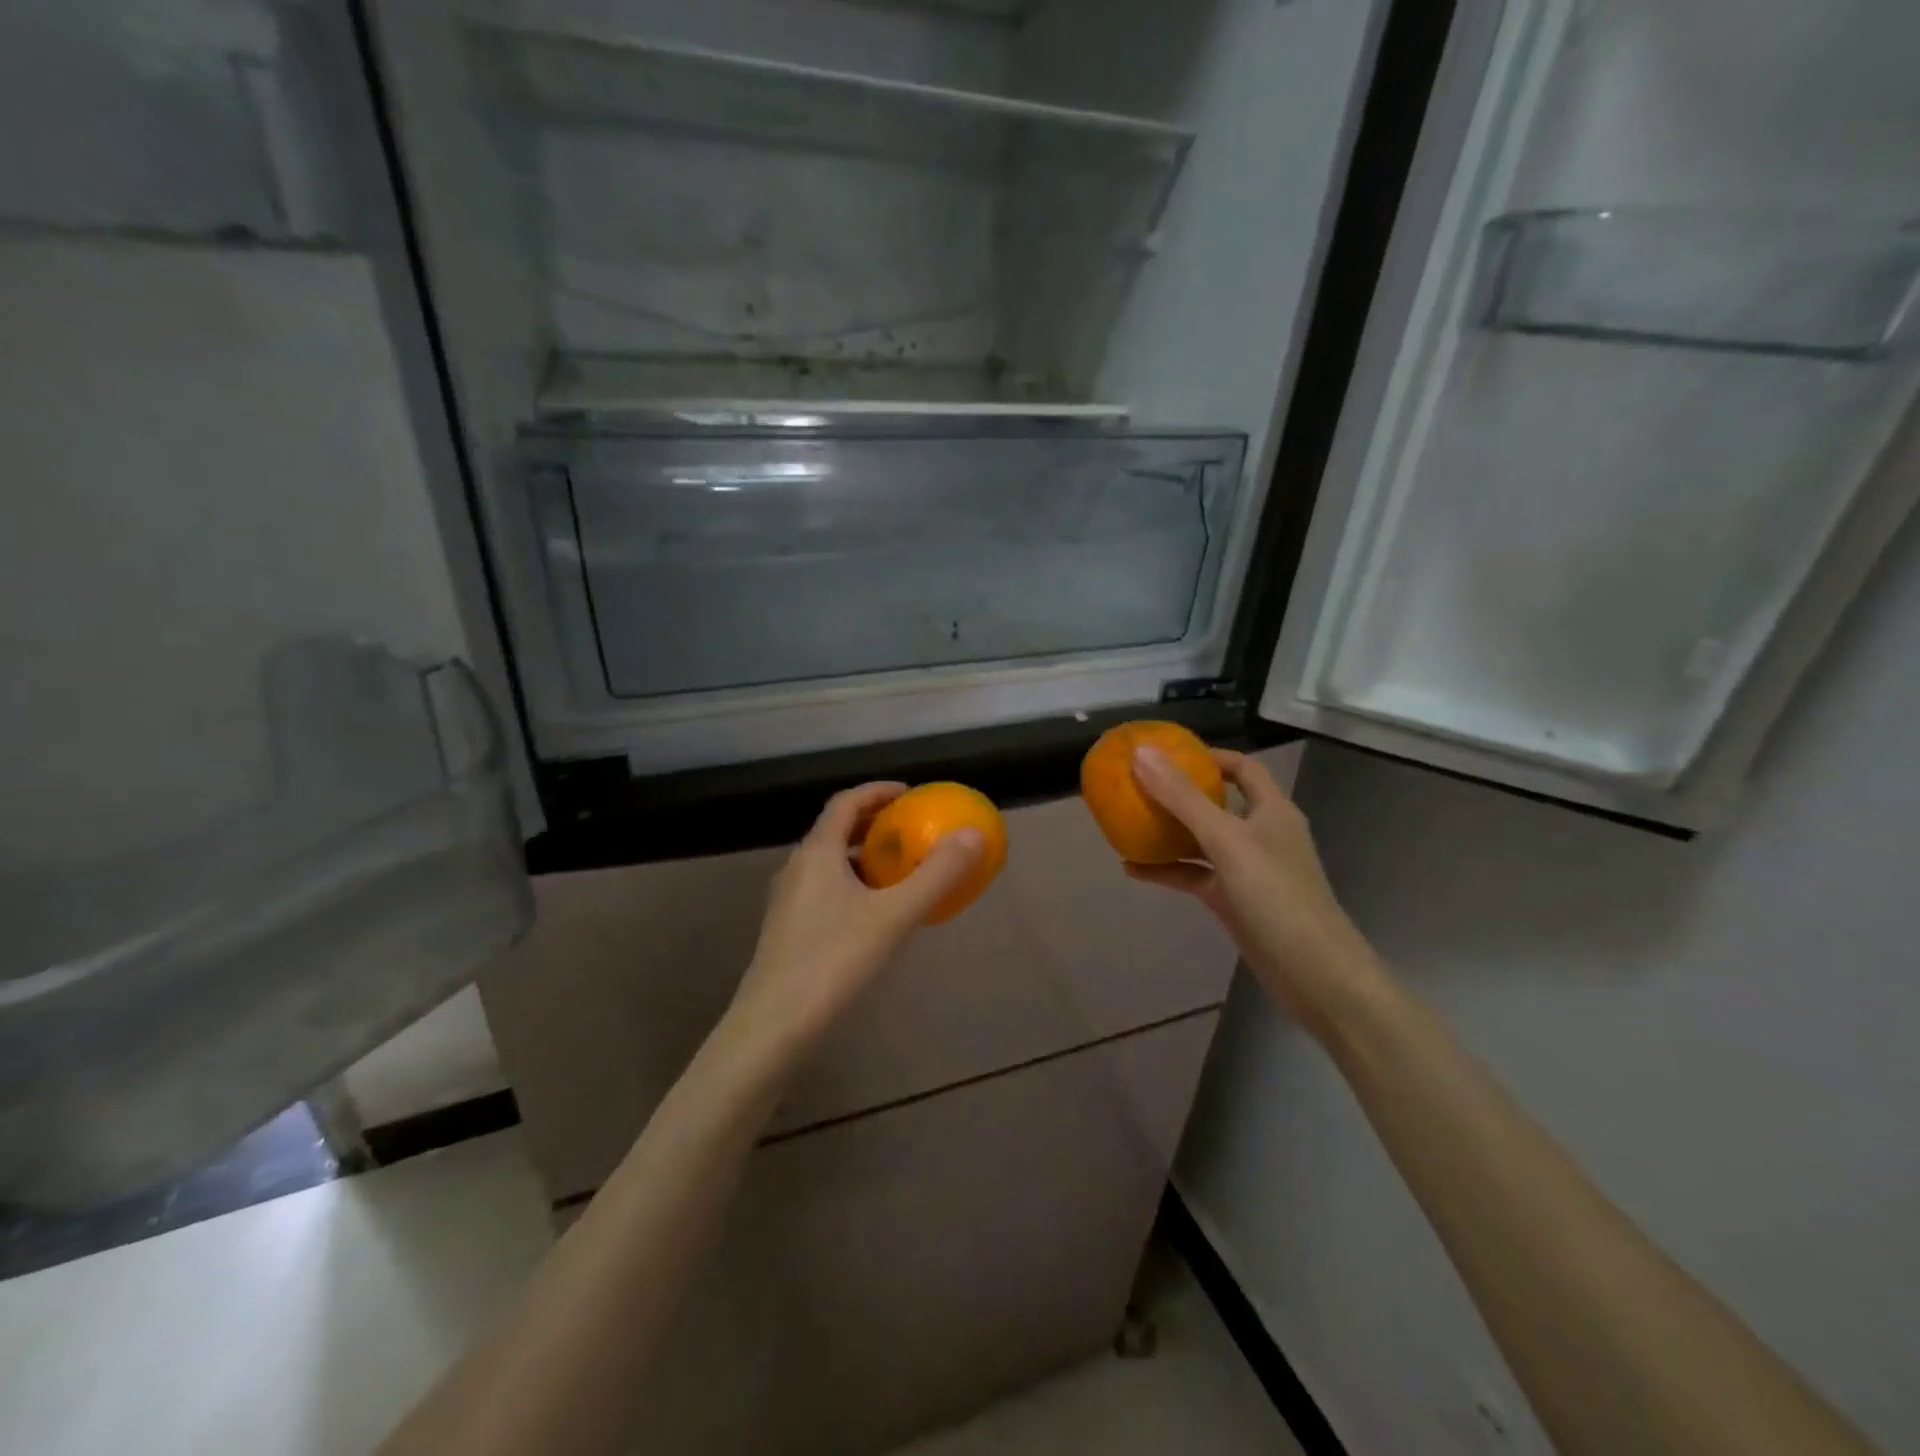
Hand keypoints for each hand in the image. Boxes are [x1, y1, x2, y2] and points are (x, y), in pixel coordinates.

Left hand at [719, 783, 984, 1075]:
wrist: (772, 1029)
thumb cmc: (834, 962)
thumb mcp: (894, 917)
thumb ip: (936, 875)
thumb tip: (972, 835)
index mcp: (817, 853)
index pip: (846, 802)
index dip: (878, 791)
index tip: (911, 794)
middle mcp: (797, 868)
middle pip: (836, 830)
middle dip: (874, 824)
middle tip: (911, 830)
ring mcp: (787, 901)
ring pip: (829, 863)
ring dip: (863, 857)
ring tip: (899, 871)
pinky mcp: (787, 931)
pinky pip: (825, 890)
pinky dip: (853, 885)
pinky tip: (875, 915)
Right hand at [1125, 749, 1387, 1041]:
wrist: (1315, 975)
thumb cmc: (1276, 897)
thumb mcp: (1227, 841)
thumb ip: (1183, 798)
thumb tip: (1142, 753)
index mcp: (1271, 810)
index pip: (1242, 767)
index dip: (1207, 757)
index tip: (1165, 754)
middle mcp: (1260, 834)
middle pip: (1215, 803)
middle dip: (1177, 794)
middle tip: (1136, 786)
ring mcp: (1246, 869)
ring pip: (1200, 841)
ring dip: (1166, 833)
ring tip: (1125, 823)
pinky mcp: (1233, 900)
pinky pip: (1194, 875)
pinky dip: (1167, 870)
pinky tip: (1132, 869)